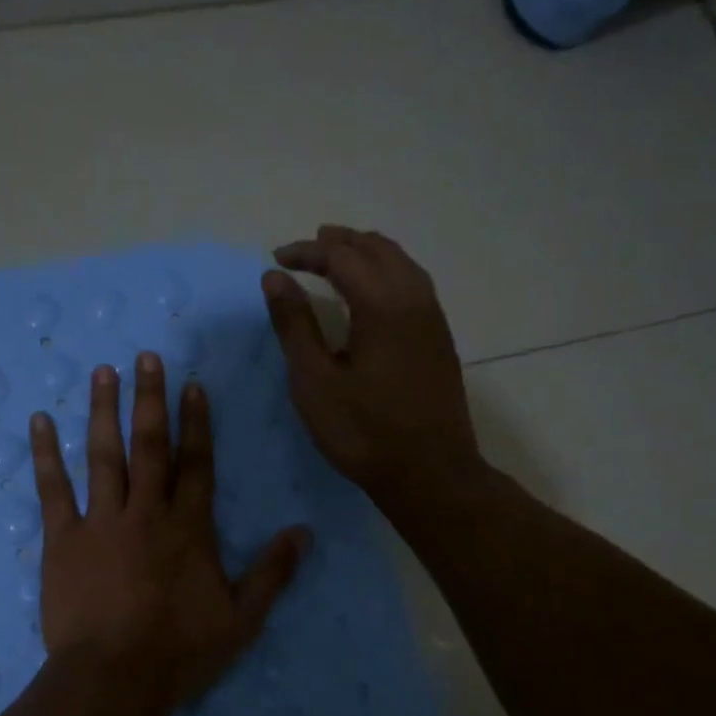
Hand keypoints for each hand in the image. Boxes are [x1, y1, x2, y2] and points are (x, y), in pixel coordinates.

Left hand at [30, 352, 309, 715]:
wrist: (113, 679)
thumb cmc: (179, 652)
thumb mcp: (242, 619)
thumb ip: (273, 573)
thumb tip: (304, 532)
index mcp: (189, 528)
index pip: (196, 463)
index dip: (196, 423)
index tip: (192, 385)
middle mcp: (146, 512)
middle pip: (150, 445)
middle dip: (150, 399)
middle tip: (145, 357)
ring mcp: (101, 522)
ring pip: (103, 455)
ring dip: (103, 411)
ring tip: (102, 373)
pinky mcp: (62, 539)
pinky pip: (52, 489)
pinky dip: (45, 454)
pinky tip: (39, 422)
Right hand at [261, 225, 479, 509]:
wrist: (429, 473)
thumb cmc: (362, 430)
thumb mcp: (314, 380)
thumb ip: (294, 325)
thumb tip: (275, 278)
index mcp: (382, 305)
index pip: (342, 257)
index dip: (307, 252)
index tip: (277, 259)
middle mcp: (414, 299)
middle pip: (378, 250)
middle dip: (341, 243)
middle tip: (308, 247)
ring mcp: (433, 319)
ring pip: (402, 264)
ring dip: (368, 253)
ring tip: (340, 256)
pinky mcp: (440, 339)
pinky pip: (414, 284)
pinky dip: (388, 271)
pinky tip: (374, 291)